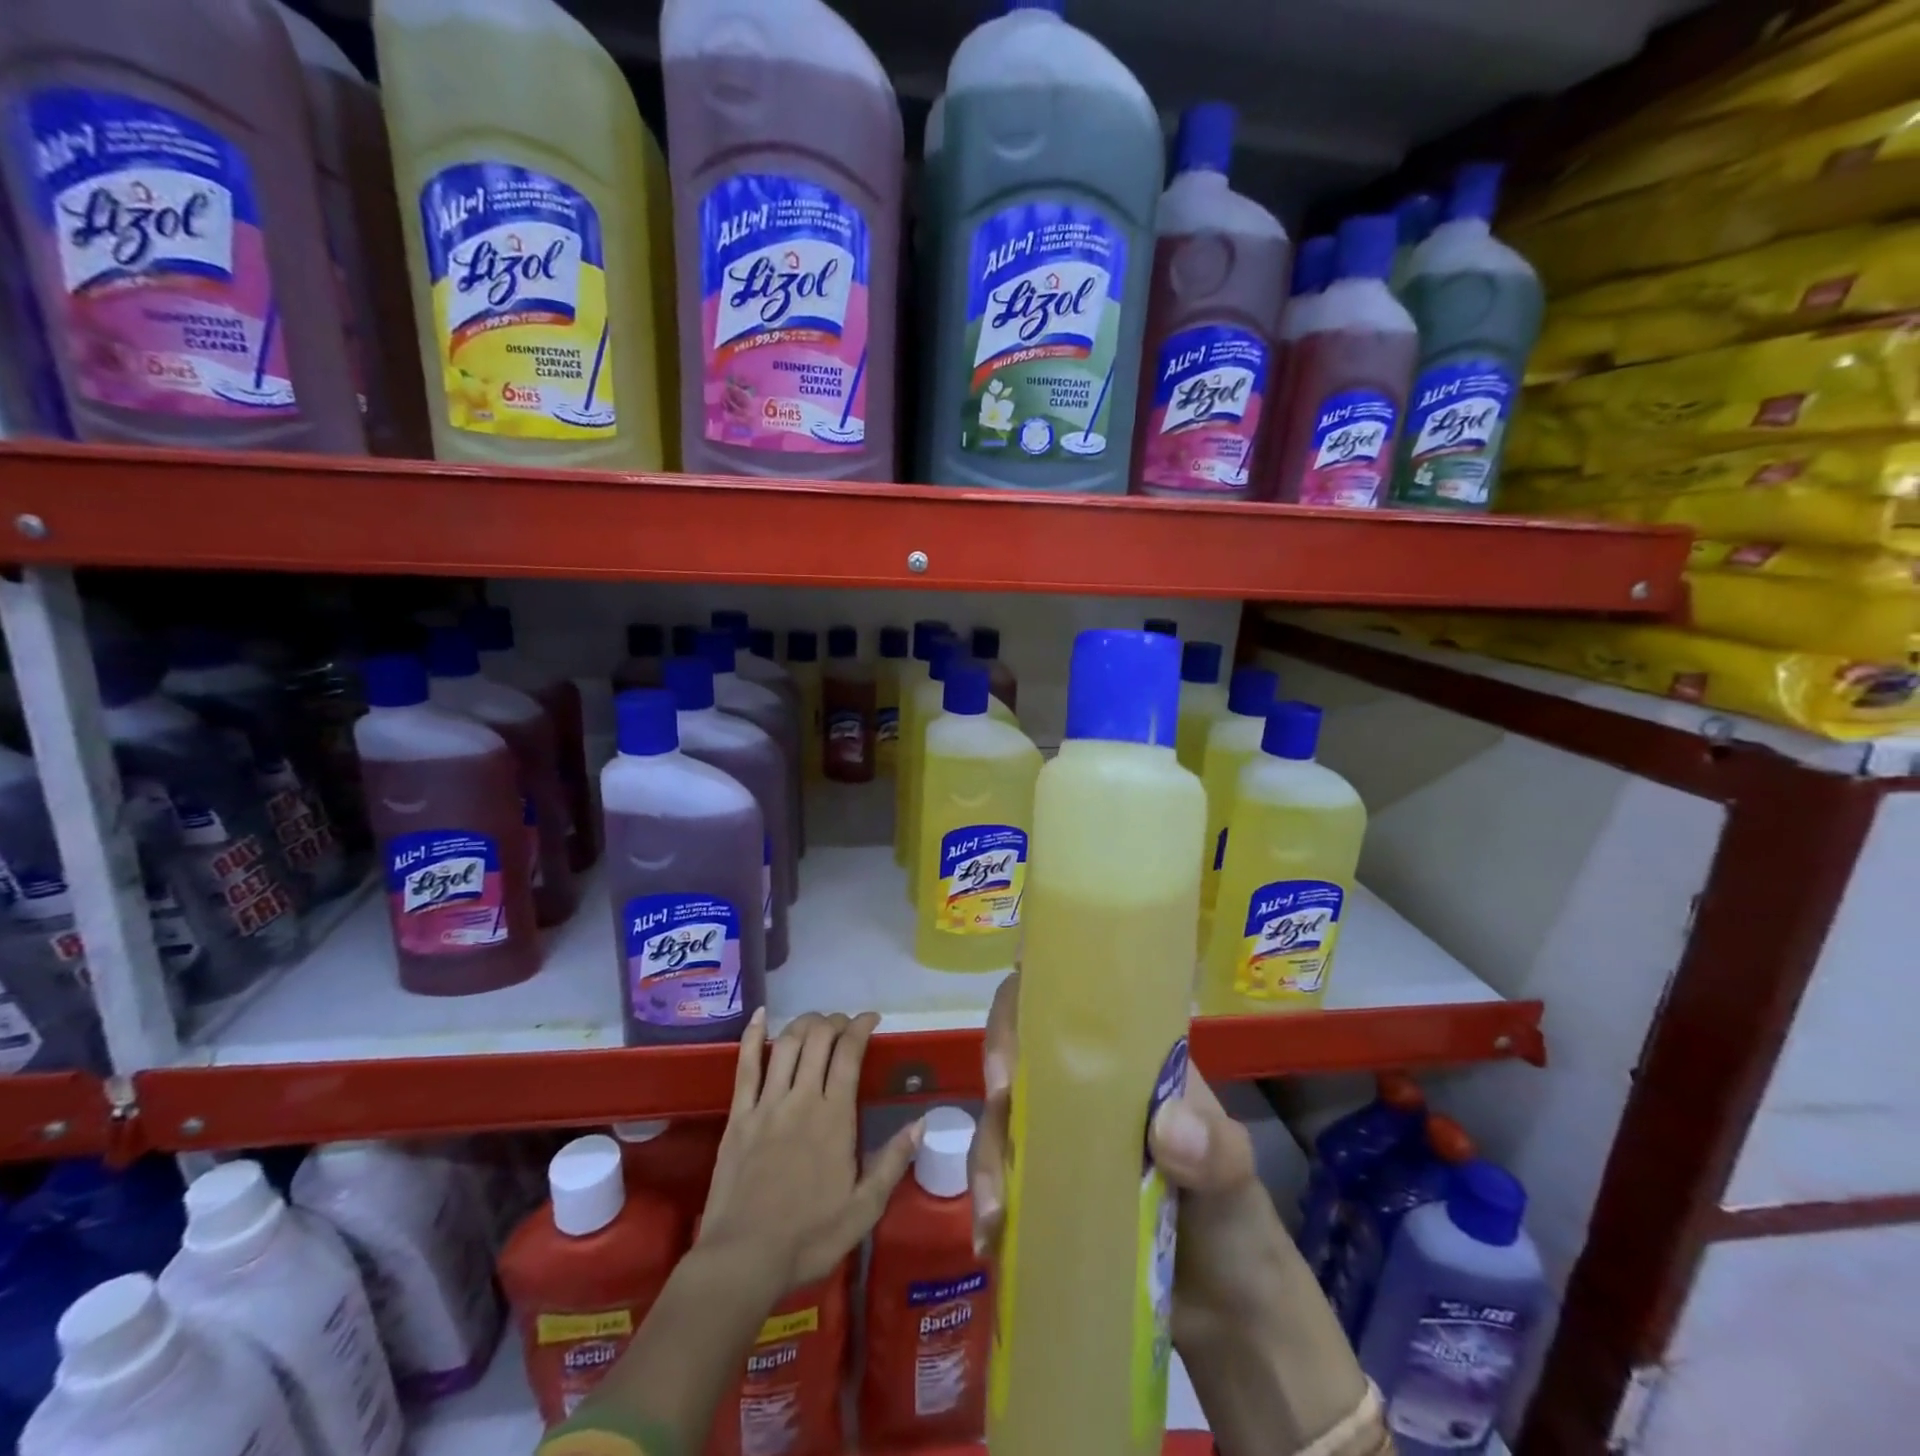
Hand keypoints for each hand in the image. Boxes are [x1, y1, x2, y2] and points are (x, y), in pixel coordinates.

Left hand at [697, 1008, 921, 1298]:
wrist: (743, 1259)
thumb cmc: (809, 1237)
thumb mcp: (864, 1209)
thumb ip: (893, 1162)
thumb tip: (922, 1123)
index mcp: (834, 1117)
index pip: (849, 1054)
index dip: (861, 1027)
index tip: (872, 1019)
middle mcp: (801, 1099)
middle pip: (818, 1039)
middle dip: (835, 1021)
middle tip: (845, 1024)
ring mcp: (766, 1104)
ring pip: (787, 1045)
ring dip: (804, 1023)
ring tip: (816, 1021)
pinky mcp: (738, 1116)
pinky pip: (745, 1066)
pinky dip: (753, 1036)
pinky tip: (761, 1016)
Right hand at [968, 974, 1311, 1348]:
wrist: (1231, 1318)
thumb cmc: (1236, 1221)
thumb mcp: (1236, 1175)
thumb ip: (1214, 1148)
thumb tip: (1166, 1129)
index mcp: (1126, 1062)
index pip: (1068, 1004)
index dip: (1029, 1003)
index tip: (1018, 1039)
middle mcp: (1083, 1089)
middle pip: (1020, 1052)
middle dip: (996, 1072)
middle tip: (997, 1108)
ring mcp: (1059, 1141)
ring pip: (1001, 1118)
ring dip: (987, 1154)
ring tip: (995, 1214)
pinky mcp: (1044, 1192)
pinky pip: (1001, 1177)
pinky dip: (988, 1200)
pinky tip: (990, 1239)